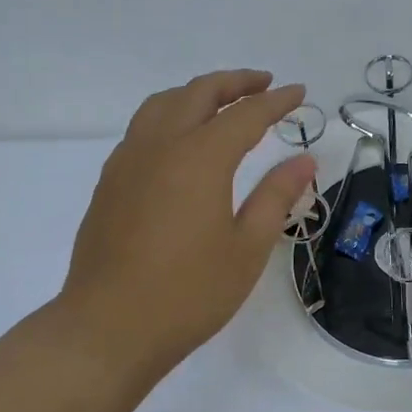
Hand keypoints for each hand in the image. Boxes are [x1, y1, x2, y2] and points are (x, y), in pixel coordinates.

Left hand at [54, 70, 315, 378]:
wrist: (107, 329)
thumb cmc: (188, 293)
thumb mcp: (247, 248)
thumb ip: (276, 196)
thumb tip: (304, 160)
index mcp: (200, 158)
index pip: (246, 114)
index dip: (276, 101)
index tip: (300, 93)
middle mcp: (161, 145)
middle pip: (199, 93)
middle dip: (236, 82)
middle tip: (264, 84)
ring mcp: (128, 160)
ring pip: (164, 103)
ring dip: (198, 93)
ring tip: (223, 103)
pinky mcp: (110, 181)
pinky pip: (143, 127)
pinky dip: (171, 114)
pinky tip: (182, 140)